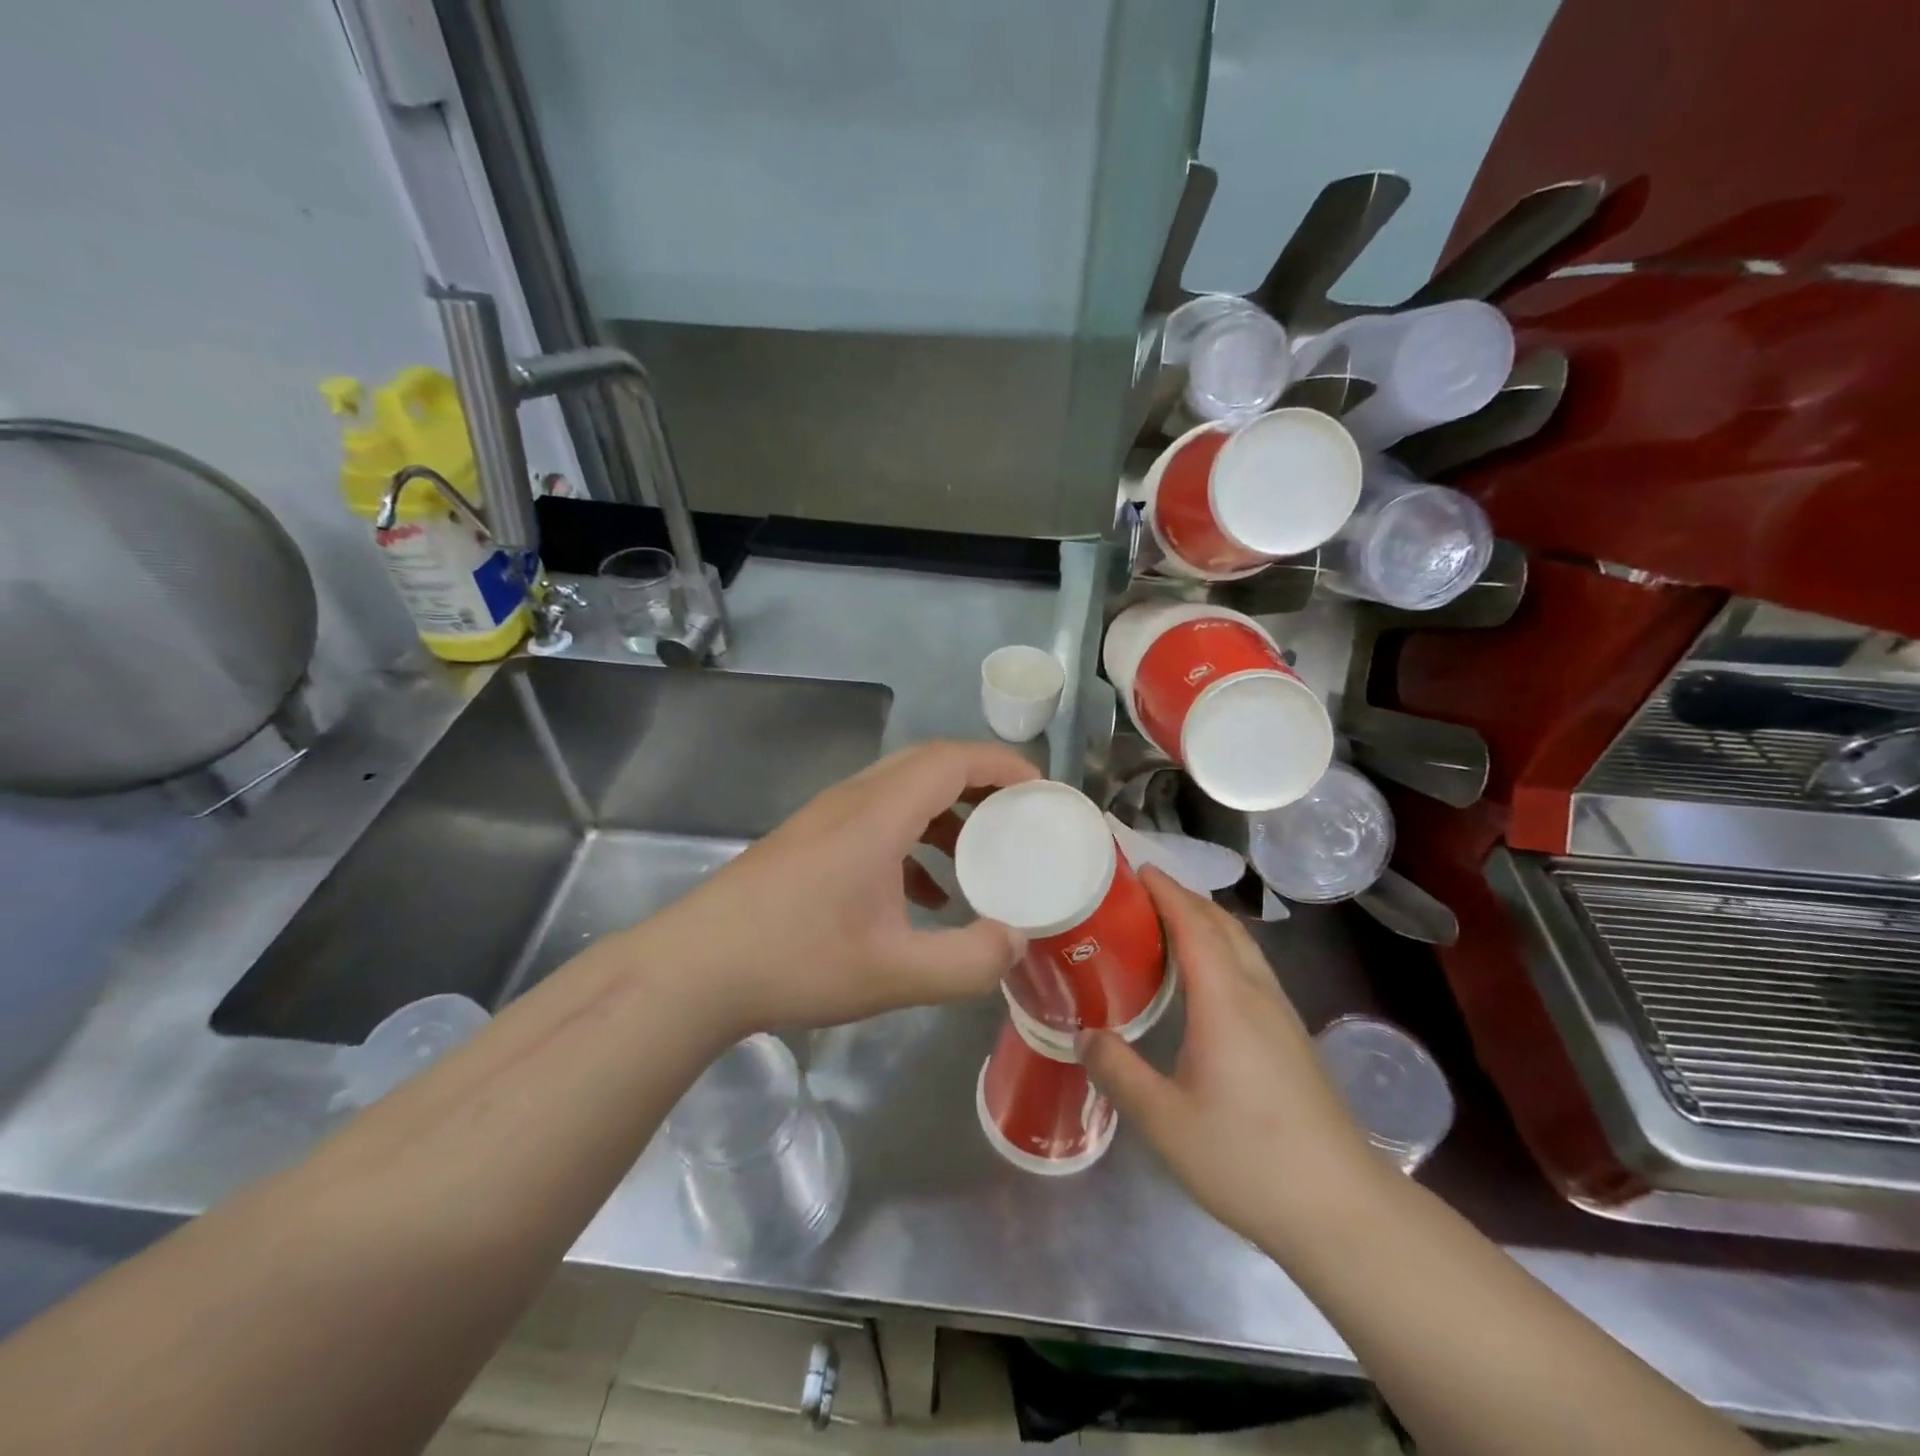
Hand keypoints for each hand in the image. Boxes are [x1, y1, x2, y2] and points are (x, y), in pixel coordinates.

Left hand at [645, 741, 1039, 1036]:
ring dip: (947, 813)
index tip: (1042, 790)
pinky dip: (914, 840)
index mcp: (878, 814)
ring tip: (981, 857)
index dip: (1003, 764)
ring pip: (902, 791)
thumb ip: (967, 962)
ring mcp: (827, 818)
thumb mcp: (895, 975)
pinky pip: (877, 820)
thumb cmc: (797, 961)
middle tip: (1020, 817)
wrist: (696, 969)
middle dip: (982, 783)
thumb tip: (1016, 941)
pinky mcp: (810, 840)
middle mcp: (854, 800)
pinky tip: (924, 895)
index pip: (952, 759)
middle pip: (929, 765)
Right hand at [1079, 869, 1377, 1245]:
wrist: (1343, 1209)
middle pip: (1222, 925)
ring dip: (1205, 922)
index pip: (1194, 924)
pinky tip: (1202, 981)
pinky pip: (1250, 969)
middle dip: (1184, 898)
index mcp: (1226, 1001)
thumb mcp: (1166, 1121)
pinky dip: (1221, 950)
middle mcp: (1257, 994)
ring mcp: (1281, 1015)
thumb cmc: (1248, 1159)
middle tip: (1139, 894)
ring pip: (1242, 946)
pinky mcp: (1291, 1038)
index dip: (1166, 891)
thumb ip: (1119, 1072)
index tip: (1136, 868)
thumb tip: (1083, 1035)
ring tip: (1163, 927)